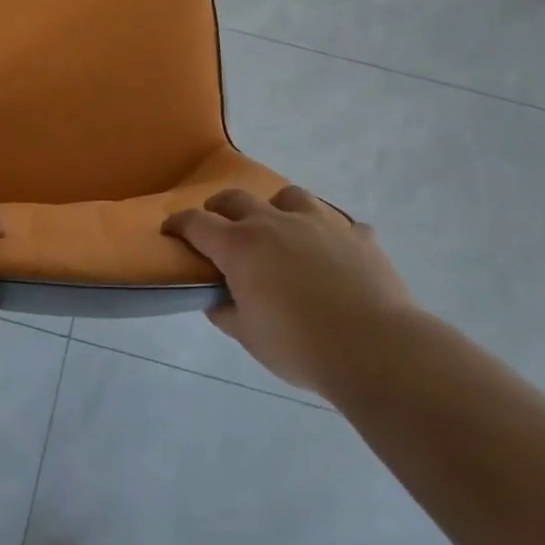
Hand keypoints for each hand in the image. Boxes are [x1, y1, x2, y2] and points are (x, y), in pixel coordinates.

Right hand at [162, 186, 412, 395]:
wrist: (374, 347)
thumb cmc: (299, 345)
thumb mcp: (248, 336)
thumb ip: (226, 312)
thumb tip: (216, 300)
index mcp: (241, 246)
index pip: (197, 223)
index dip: (179, 224)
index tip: (170, 229)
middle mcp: (275, 223)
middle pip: (237, 199)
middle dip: (220, 207)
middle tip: (218, 223)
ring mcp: (319, 224)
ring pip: (290, 197)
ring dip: (276, 208)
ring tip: (279, 226)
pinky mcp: (357, 236)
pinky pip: (343, 225)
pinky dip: (333, 235)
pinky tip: (336, 253)